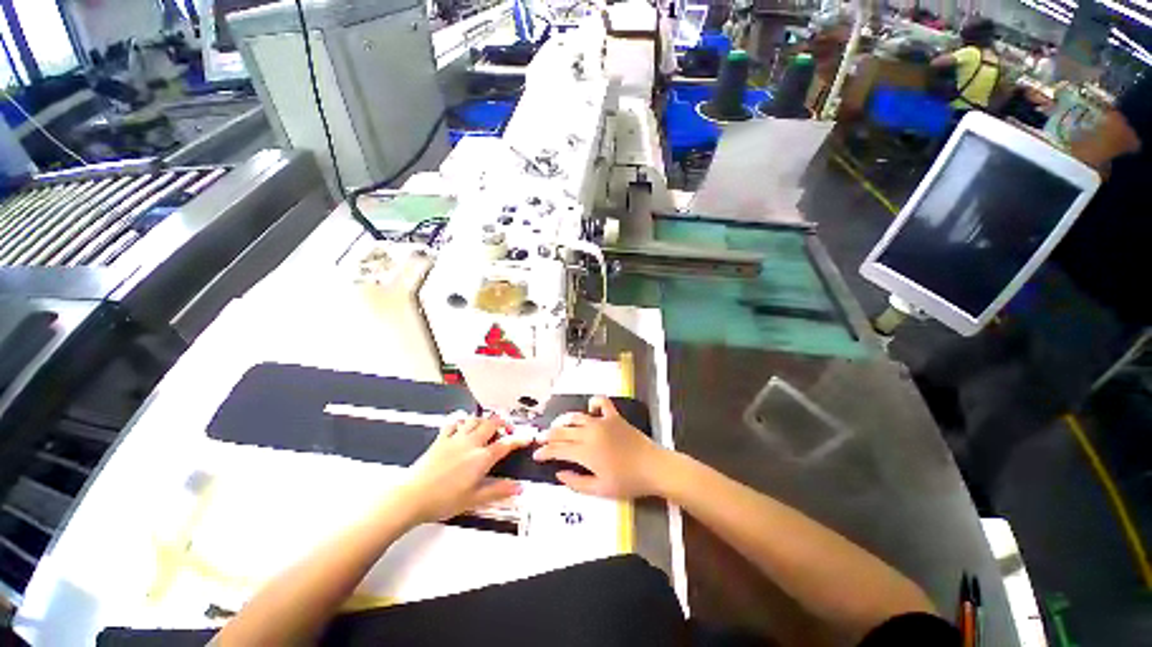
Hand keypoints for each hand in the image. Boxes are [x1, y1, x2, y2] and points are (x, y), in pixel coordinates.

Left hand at [397, 416, 527, 523]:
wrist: (412, 496)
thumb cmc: (443, 500)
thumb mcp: (474, 499)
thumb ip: (498, 490)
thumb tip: (518, 488)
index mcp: (481, 458)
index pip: (505, 444)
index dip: (518, 439)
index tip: (526, 438)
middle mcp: (471, 443)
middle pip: (491, 424)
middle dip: (502, 422)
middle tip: (507, 428)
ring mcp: (455, 439)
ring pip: (475, 419)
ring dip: (484, 420)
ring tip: (488, 425)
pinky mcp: (441, 439)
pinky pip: (454, 422)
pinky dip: (461, 420)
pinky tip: (463, 424)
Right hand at [532, 396, 668, 498]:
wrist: (653, 467)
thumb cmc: (627, 482)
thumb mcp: (599, 490)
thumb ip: (576, 483)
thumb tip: (559, 473)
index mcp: (585, 452)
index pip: (558, 449)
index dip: (545, 452)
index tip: (536, 455)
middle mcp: (589, 432)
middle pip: (563, 431)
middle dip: (549, 436)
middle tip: (540, 440)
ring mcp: (602, 421)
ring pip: (577, 417)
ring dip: (564, 421)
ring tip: (557, 426)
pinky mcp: (614, 416)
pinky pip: (601, 402)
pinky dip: (593, 403)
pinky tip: (590, 409)